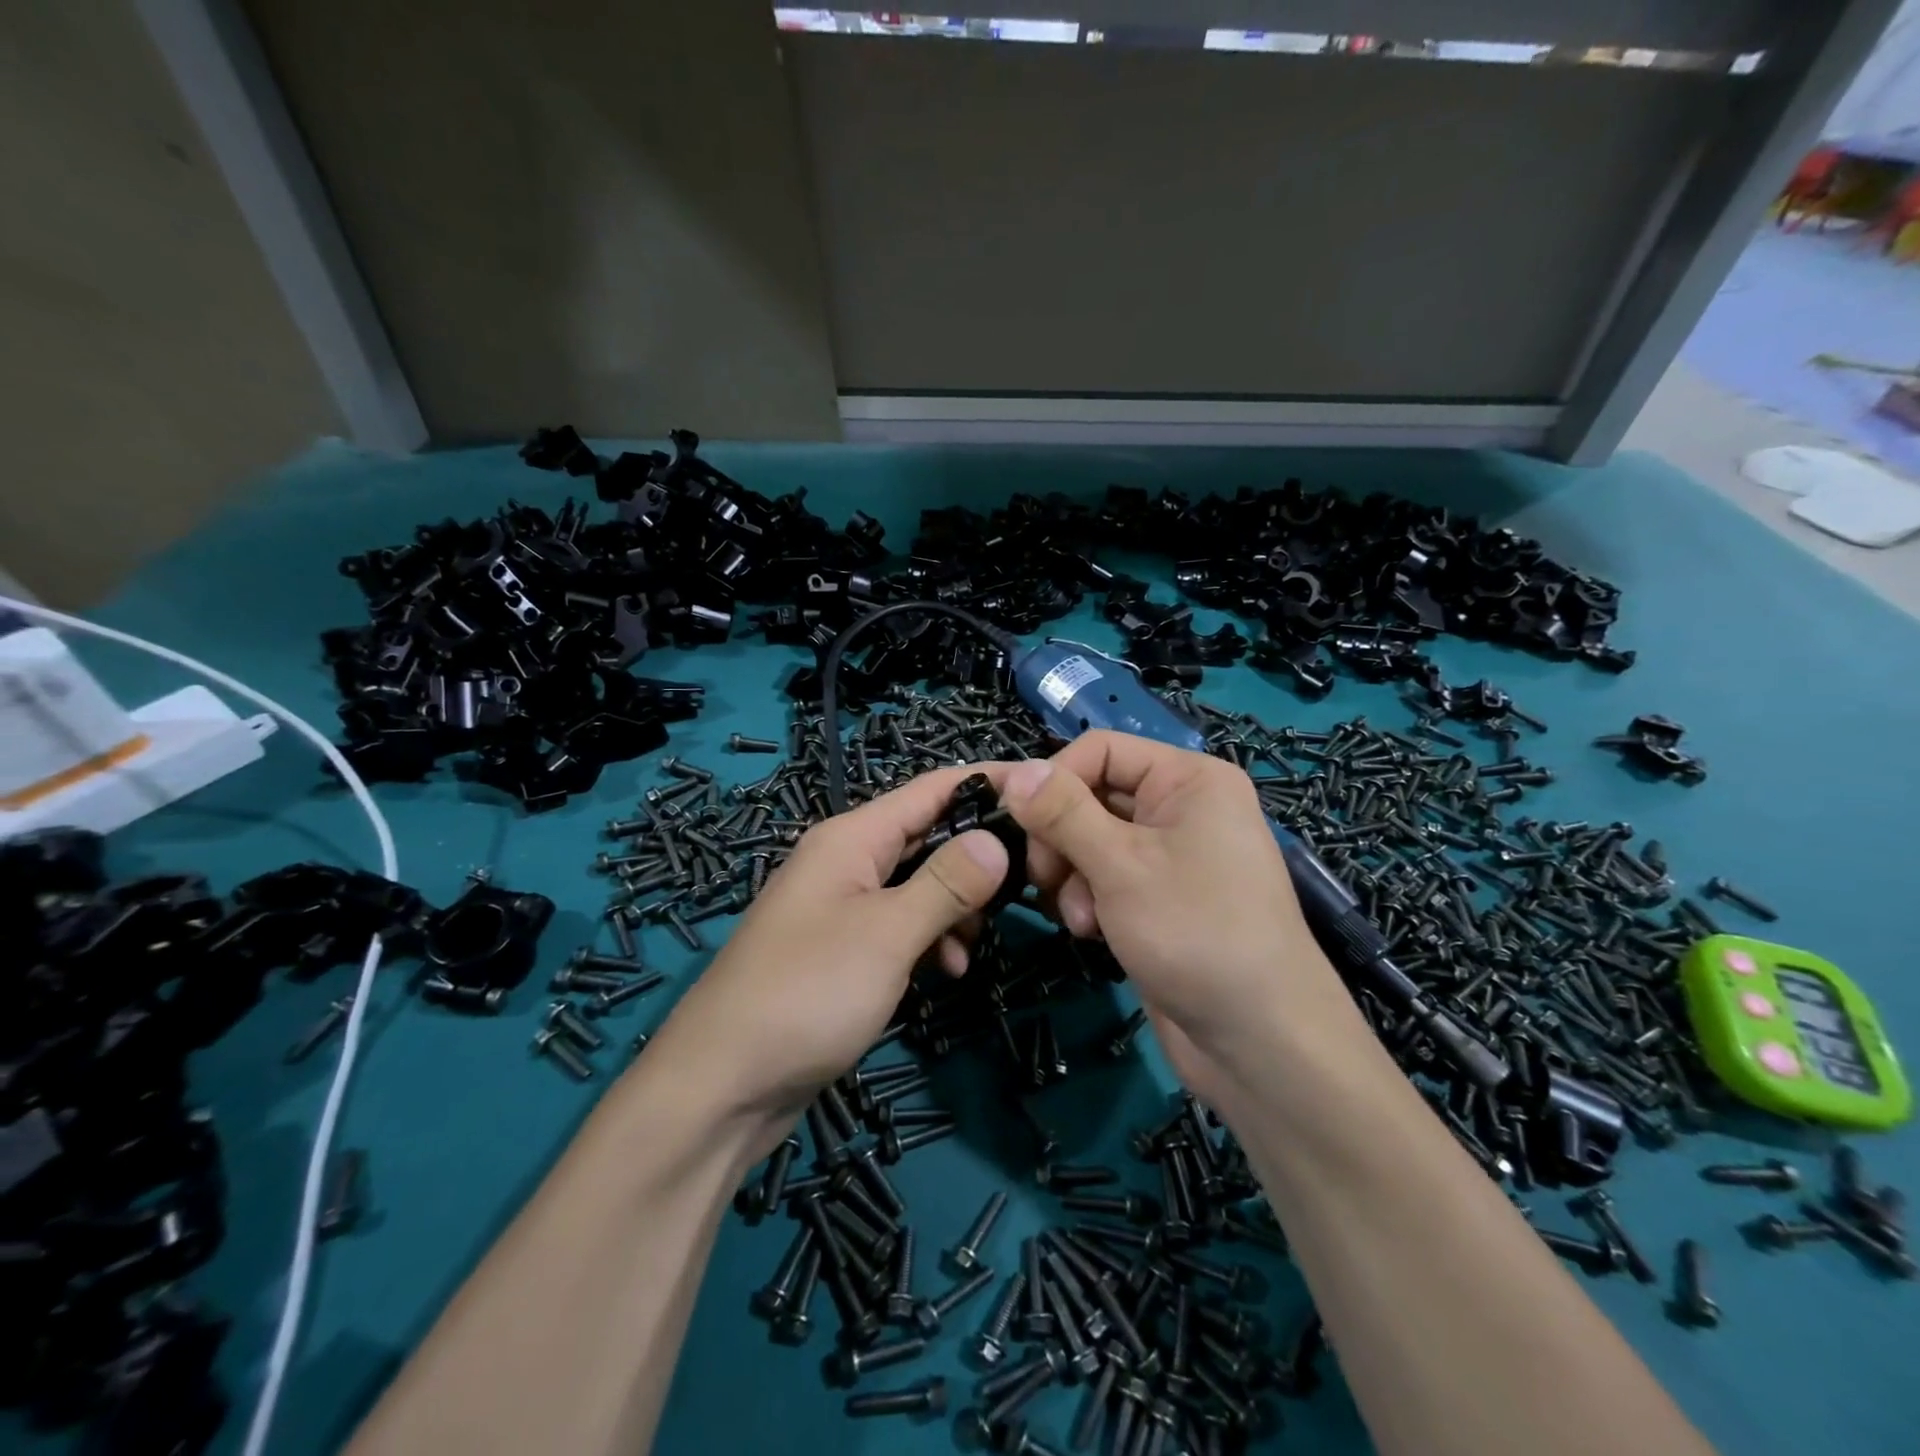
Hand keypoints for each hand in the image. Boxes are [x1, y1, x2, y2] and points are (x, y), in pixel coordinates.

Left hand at [649, 764, 1012, 1141]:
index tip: (1044, 791)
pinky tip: (946, 971)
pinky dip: (929, 939)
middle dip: (978, 854)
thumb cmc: (807, 993)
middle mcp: (846, 861)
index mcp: (851, 838)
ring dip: (955, 906)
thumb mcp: (887, 933)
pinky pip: (900, 926)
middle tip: (1036, 876)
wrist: (721, 1085)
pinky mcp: (842, 951)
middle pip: (926, 836)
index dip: (987, 782)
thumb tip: (998, 839)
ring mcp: (842, 908)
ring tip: (980, 941)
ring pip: (917, 885)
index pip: (932, 789)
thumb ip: (947, 883)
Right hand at [1001, 734, 1364, 1095]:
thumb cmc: (1195, 933)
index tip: (1020, 824)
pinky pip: (1107, 877)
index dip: (1055, 780)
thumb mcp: (1121, 865)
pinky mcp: (1161, 898)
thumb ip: (1062, 813)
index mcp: (1188, 779)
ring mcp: (1172, 856)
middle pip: (1092, 795)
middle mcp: (1182, 808)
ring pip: (1092, 840)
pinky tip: (1092, 932)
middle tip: (1044, 878)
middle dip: (1061, 837)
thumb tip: (1017, 772)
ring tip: (1080, 917)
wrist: (1260, 1042)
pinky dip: (1090, 899)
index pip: (1100, 749)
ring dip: (1072, 875)